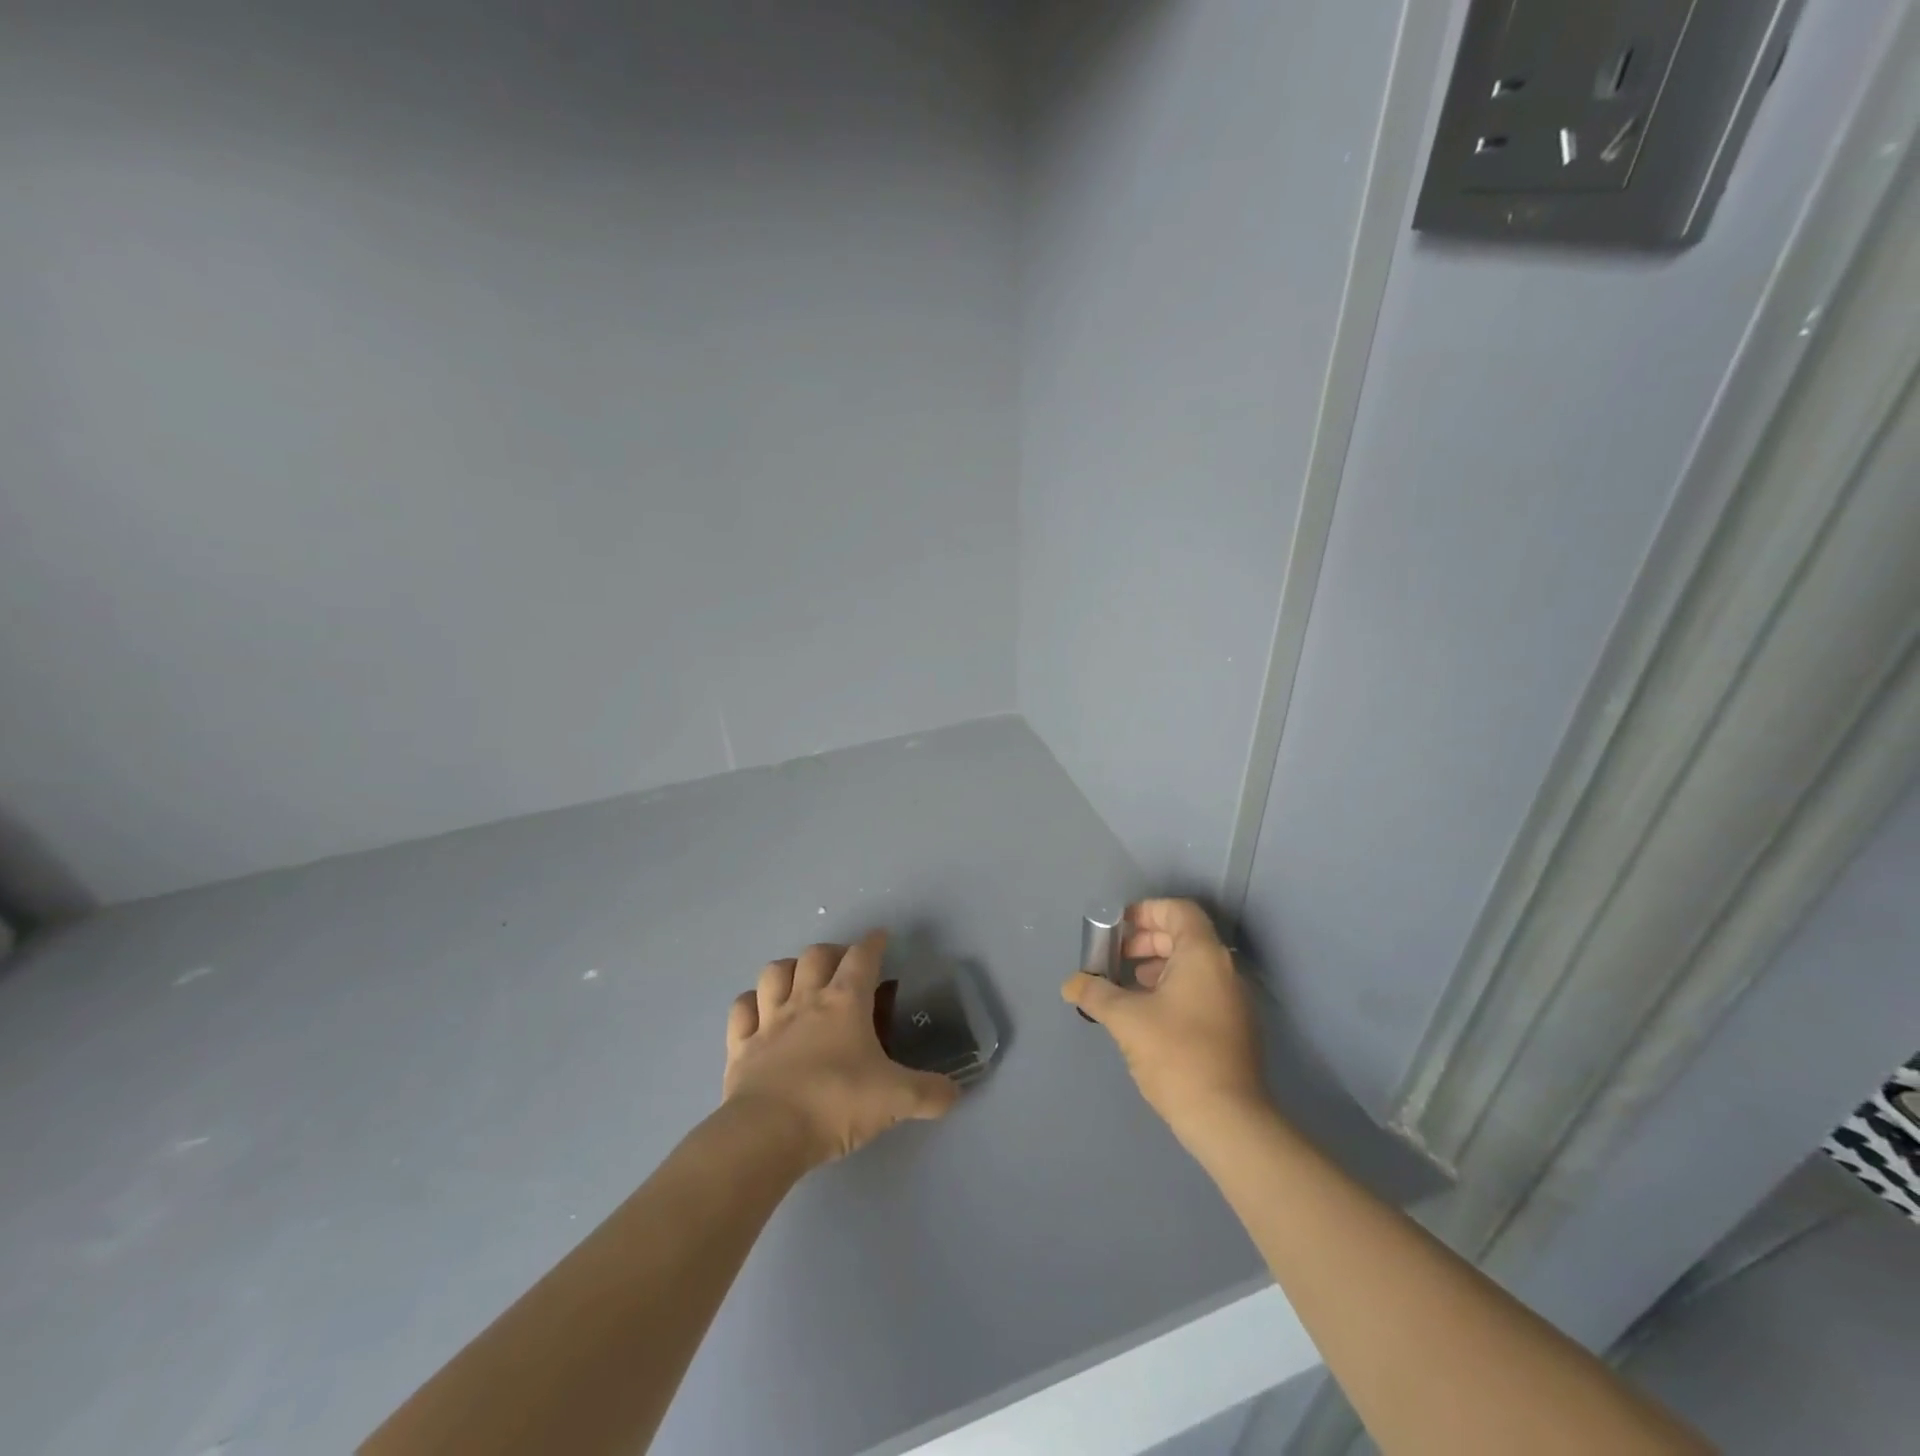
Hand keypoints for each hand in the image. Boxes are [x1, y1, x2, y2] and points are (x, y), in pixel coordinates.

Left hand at [724, 929, 958, 1167]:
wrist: (768, 1134)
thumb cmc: (836, 1103)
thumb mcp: (896, 1100)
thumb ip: (930, 1093)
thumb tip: (955, 1093)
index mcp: (845, 1003)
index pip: (862, 957)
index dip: (874, 943)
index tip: (881, 938)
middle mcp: (805, 1000)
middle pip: (816, 954)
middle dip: (832, 951)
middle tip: (844, 966)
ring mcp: (768, 1020)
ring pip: (774, 972)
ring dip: (789, 969)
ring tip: (800, 980)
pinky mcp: (740, 1045)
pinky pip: (741, 1009)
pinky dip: (751, 1003)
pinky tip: (760, 1011)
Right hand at [1061, 899, 1267, 1135]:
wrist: (1227, 1119)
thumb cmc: (1176, 1054)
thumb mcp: (1126, 1019)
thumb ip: (1095, 993)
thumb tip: (1071, 984)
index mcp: (1203, 954)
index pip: (1178, 910)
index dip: (1145, 911)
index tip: (1117, 928)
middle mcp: (1225, 969)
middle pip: (1184, 936)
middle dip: (1146, 940)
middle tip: (1116, 957)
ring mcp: (1234, 999)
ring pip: (1193, 965)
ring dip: (1157, 966)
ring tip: (1127, 986)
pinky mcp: (1235, 1027)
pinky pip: (1201, 990)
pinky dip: (1173, 988)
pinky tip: (1148, 1015)